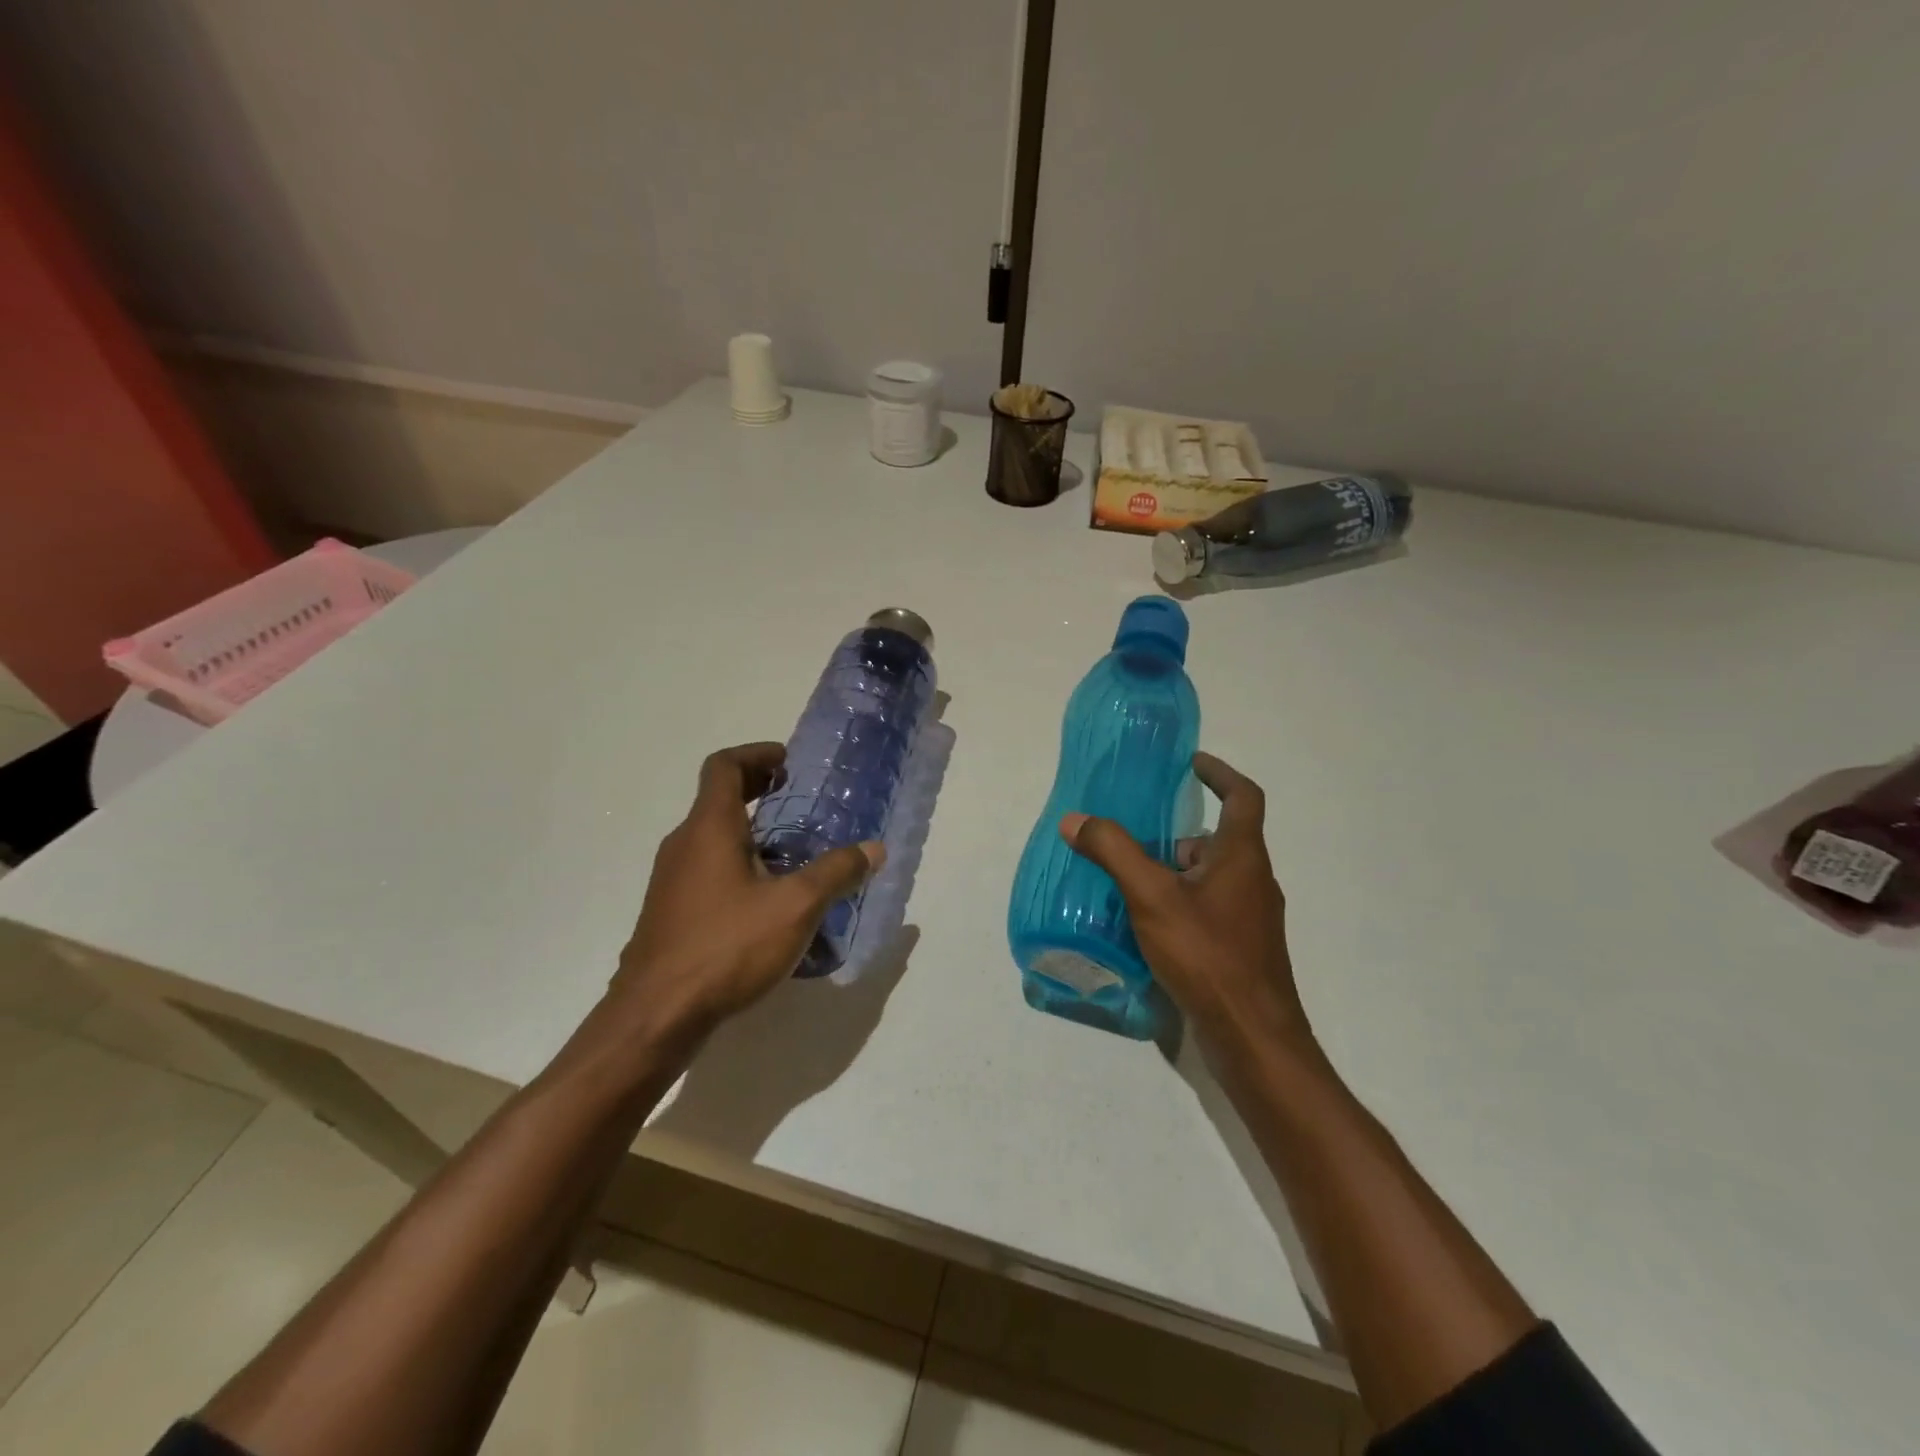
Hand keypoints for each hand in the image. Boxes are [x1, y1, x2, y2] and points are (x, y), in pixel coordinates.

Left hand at [614, 742, 883, 1034]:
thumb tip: (873, 848)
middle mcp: (684, 845)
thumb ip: (836, 873)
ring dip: (753, 834)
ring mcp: (672, 881)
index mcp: (709, 828)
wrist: (656, 1017)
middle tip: (802, 804)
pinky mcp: (671, 913)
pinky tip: (770, 904)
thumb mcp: (796, 907)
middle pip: (719, 800)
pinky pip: (709, 872)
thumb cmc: (726, 947)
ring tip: (796, 855)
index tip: (790, 763)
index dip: (757, 754)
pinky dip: (740, 867)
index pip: (724, 766)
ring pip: (714, 839)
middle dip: (761, 793)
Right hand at [1059, 752, 1307, 1051]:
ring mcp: (1250, 919)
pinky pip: (1207, 909)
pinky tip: (1146, 925)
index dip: (1220, 774)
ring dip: (1175, 870)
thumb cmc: (1208, 955)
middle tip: (1136, 834)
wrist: (1253, 1037)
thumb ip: (1113, 852)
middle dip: (1178, 833)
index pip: (1243, 797)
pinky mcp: (1240, 949)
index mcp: (1242, 856)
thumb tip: (1075, 819)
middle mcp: (1253, 881)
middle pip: (1220, 840)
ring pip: (1211, 878)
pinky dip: (1179, 902)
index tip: (1191, 763)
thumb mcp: (1152, 896)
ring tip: (1129, 879)